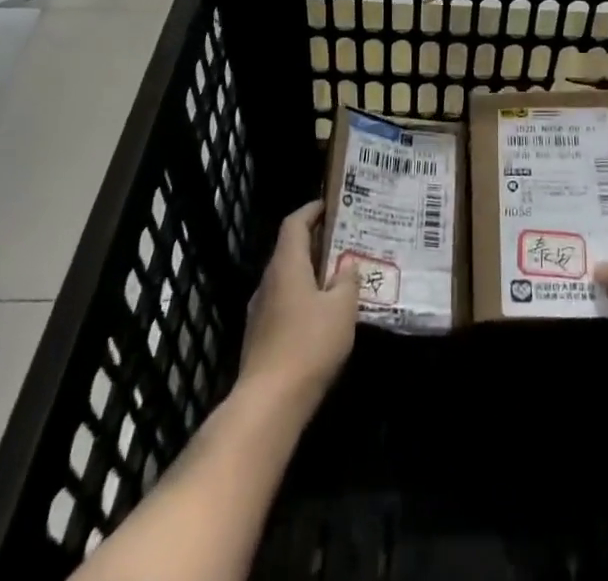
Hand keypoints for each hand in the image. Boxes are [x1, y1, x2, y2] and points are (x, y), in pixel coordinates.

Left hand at [238, 201, 358, 409]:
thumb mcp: (342, 309)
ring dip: (310, 272)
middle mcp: (269, 281)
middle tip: (345, 240)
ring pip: (287, 278)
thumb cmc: (309, 344)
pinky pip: (284, 303)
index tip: (332, 206)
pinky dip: (303, 297)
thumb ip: (347, 281)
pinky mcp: (260, 337)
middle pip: (290, 250)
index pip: (295, 223)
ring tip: (339, 276)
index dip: (312, 210)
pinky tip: (322, 314)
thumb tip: (347, 264)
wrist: (268, 403)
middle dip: (316, 242)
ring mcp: (260, 310)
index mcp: (287, 264)